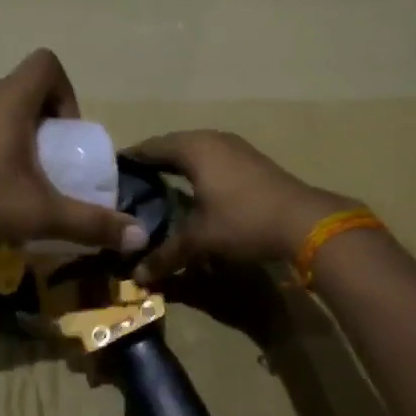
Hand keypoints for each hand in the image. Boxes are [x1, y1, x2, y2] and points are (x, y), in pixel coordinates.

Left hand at [0, 50, 145, 251]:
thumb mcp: (37, 212)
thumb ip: (88, 222)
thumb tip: (138, 235)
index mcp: (10, 98)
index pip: (47, 64)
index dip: (66, 93)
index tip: (65, 135)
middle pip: (23, 90)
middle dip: (42, 125)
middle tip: (45, 165)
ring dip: (12, 137)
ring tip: (13, 181)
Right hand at [124, 130, 354, 283]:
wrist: (304, 221)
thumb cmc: (243, 221)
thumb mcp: (200, 240)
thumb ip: (166, 255)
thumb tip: (138, 276)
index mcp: (194, 148)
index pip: (151, 147)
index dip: (131, 159)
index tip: (112, 172)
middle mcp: (213, 139)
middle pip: (173, 145)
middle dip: (152, 161)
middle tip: (131, 182)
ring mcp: (236, 147)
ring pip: (196, 150)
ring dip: (177, 164)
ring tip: (159, 185)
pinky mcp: (251, 160)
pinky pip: (213, 158)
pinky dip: (198, 170)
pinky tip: (195, 189)